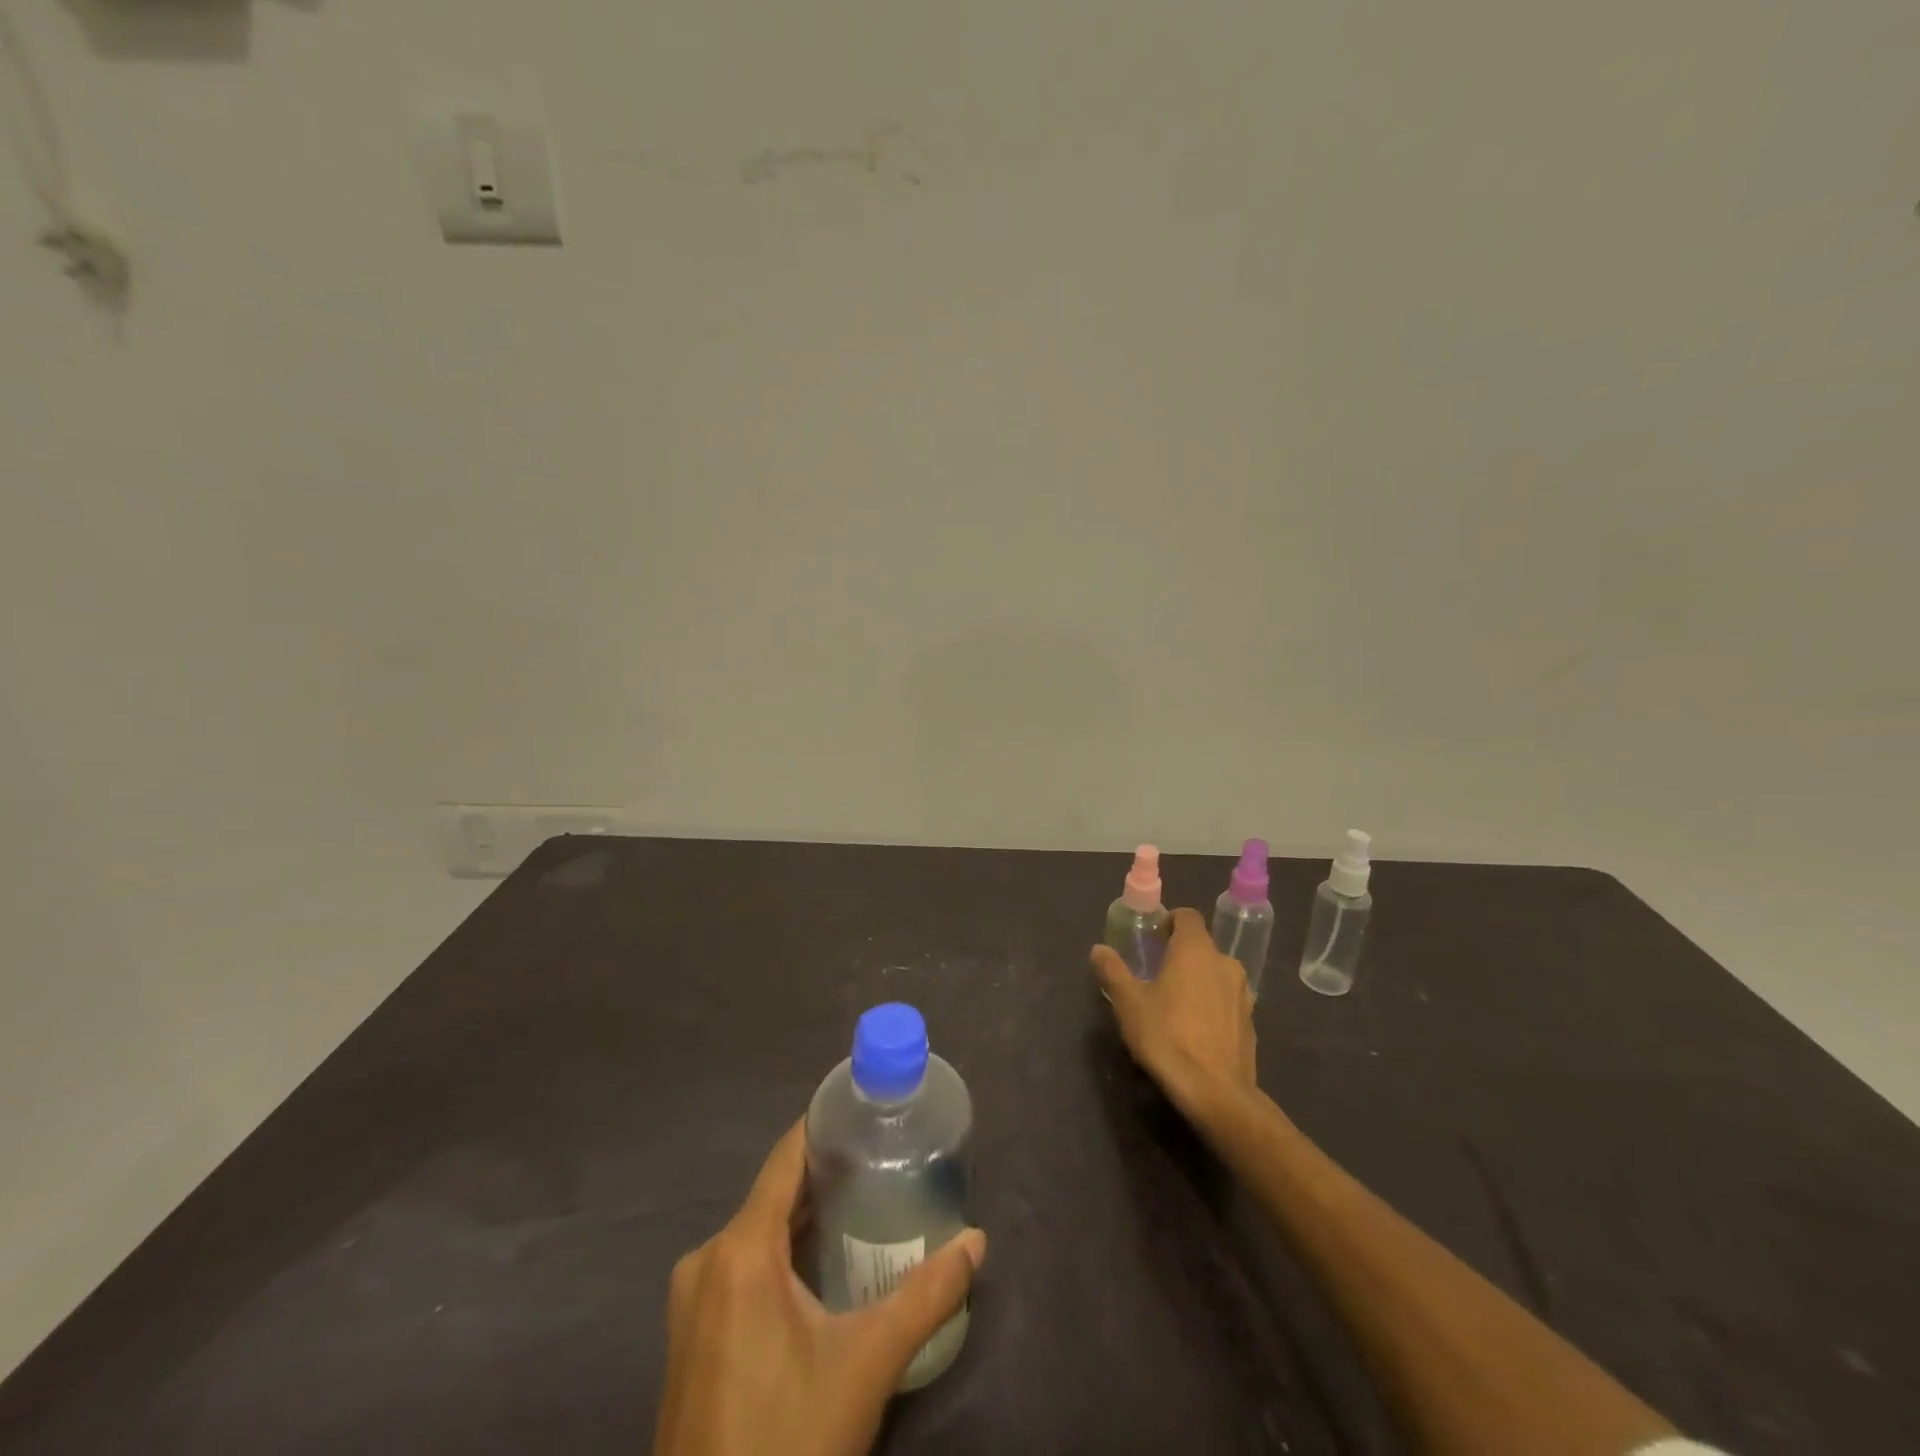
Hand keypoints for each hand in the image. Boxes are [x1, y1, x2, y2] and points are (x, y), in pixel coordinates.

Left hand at [654, 1121, 986, 1455]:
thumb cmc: (788, 1441)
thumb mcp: (866, 1365)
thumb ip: (926, 1295)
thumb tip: (977, 1241)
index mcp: (740, 1250)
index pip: (786, 1157)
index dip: (826, 1127)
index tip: (868, 1110)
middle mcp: (707, 1259)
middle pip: (774, 1193)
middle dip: (828, 1176)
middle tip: (884, 1161)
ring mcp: (692, 1300)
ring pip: (758, 1231)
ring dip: (807, 1216)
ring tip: (865, 1204)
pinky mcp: (691, 1334)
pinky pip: (742, 1266)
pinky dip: (782, 1253)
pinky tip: (823, 1265)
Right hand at [1090, 906, 1257, 1125]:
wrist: (1215, 1092)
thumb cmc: (1166, 1036)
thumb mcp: (1128, 1003)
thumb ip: (1113, 971)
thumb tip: (1098, 949)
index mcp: (1195, 949)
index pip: (1186, 916)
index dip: (1168, 922)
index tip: (1151, 940)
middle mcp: (1224, 962)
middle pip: (1201, 946)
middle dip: (1179, 955)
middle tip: (1155, 976)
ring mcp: (1243, 993)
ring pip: (1215, 974)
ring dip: (1197, 981)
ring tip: (1174, 1006)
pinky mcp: (1251, 1022)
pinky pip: (1226, 1001)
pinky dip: (1211, 1006)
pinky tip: (1194, 1031)